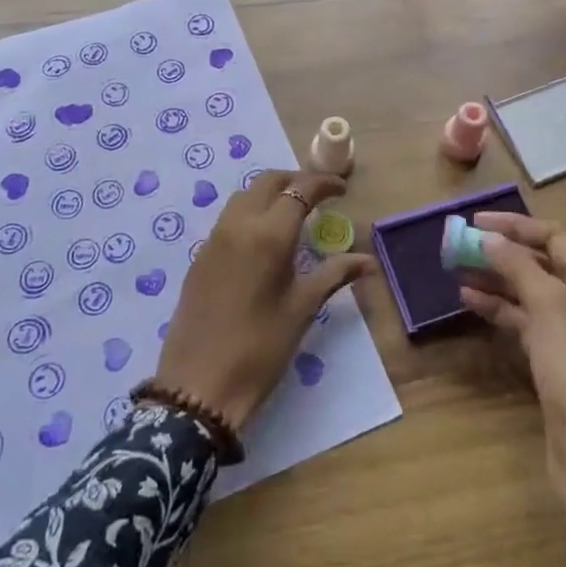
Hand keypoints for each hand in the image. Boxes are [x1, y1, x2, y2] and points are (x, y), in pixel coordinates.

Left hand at [154, 170, 371, 432]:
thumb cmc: (260, 348)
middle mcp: (239, 225)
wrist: (198, 385)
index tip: (342, 190)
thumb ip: (334, 275)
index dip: (323, 184)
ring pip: (244, 196)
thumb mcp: (302, 309)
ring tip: (293, 213)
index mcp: (269, 235)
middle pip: (267, 182)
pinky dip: (251, 212)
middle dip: (295, 180)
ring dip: (270, 193)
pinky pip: (229, 218)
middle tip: (318, 195)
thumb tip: (367, 260)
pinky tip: (264, 238)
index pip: (300, 190)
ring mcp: (214, 239)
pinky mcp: (200, 256)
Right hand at [458, 213, 565, 536]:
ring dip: (495, 278)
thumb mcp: (548, 305)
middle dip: (501, 252)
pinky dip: (498, 308)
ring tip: (456, 269)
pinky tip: (469, 300)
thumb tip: (487, 237)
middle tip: (459, 245)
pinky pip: (523, 321)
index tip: (475, 222)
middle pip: (540, 263)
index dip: (515, 226)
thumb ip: (517, 265)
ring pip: (528, 292)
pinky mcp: (554, 360)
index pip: (553, 238)